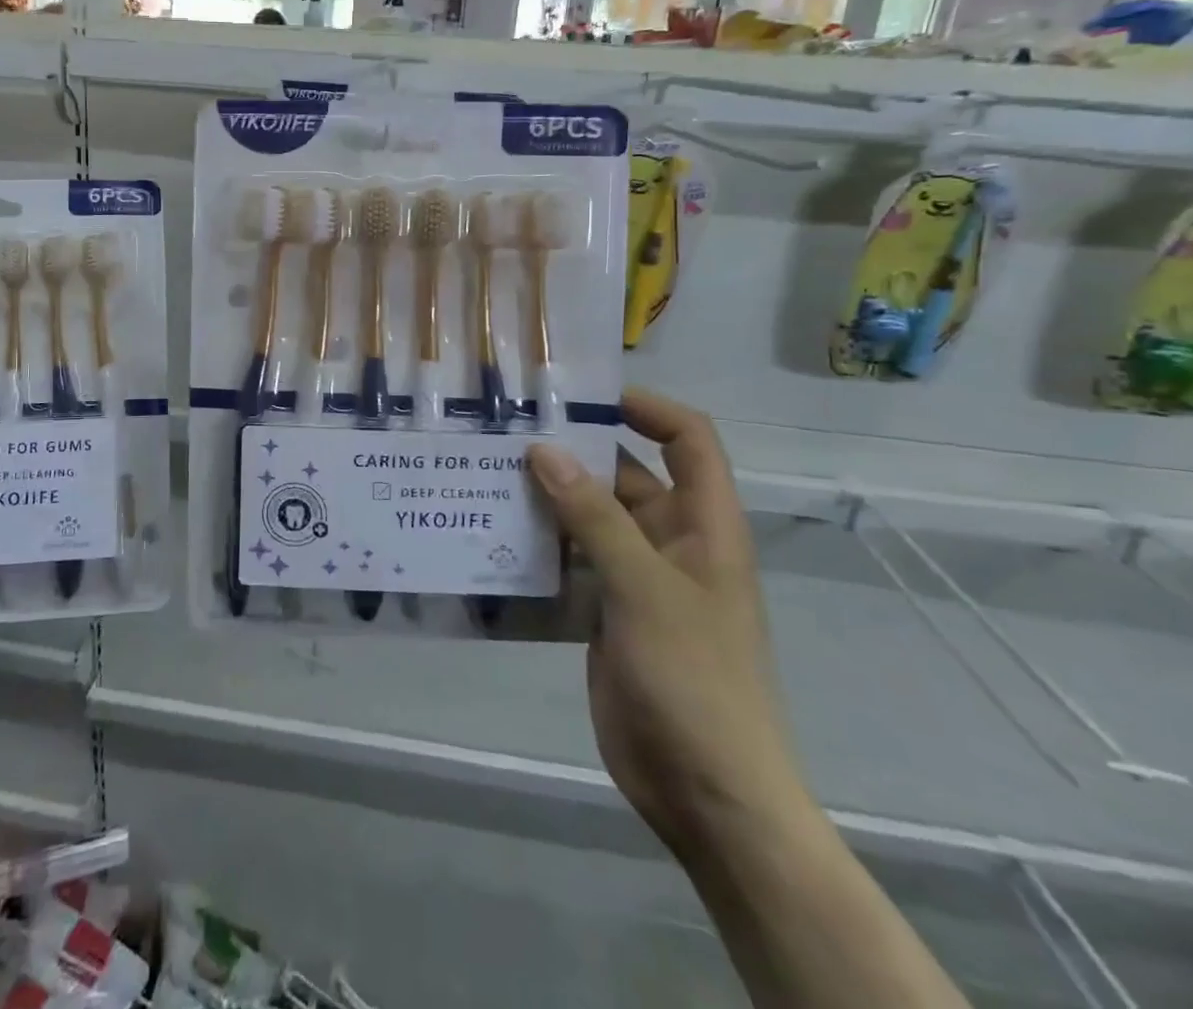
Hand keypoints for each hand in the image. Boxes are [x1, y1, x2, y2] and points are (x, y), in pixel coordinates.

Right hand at [527, 390, 813, 864]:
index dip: (648, 408)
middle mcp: (672, 543)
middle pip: (625, 476)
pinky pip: (570, 561)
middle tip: (505, 433)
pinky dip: (538, 545)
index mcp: (704, 527)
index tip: (585, 398)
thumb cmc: (693, 680)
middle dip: (574, 453)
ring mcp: (637, 580)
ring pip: (589, 520)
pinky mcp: (606, 612)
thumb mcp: (644, 589)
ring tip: (485, 474)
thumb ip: (594, 518)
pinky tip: (492, 534)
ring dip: (547, 499)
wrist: (707, 794)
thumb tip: (545, 450)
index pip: (689, 441)